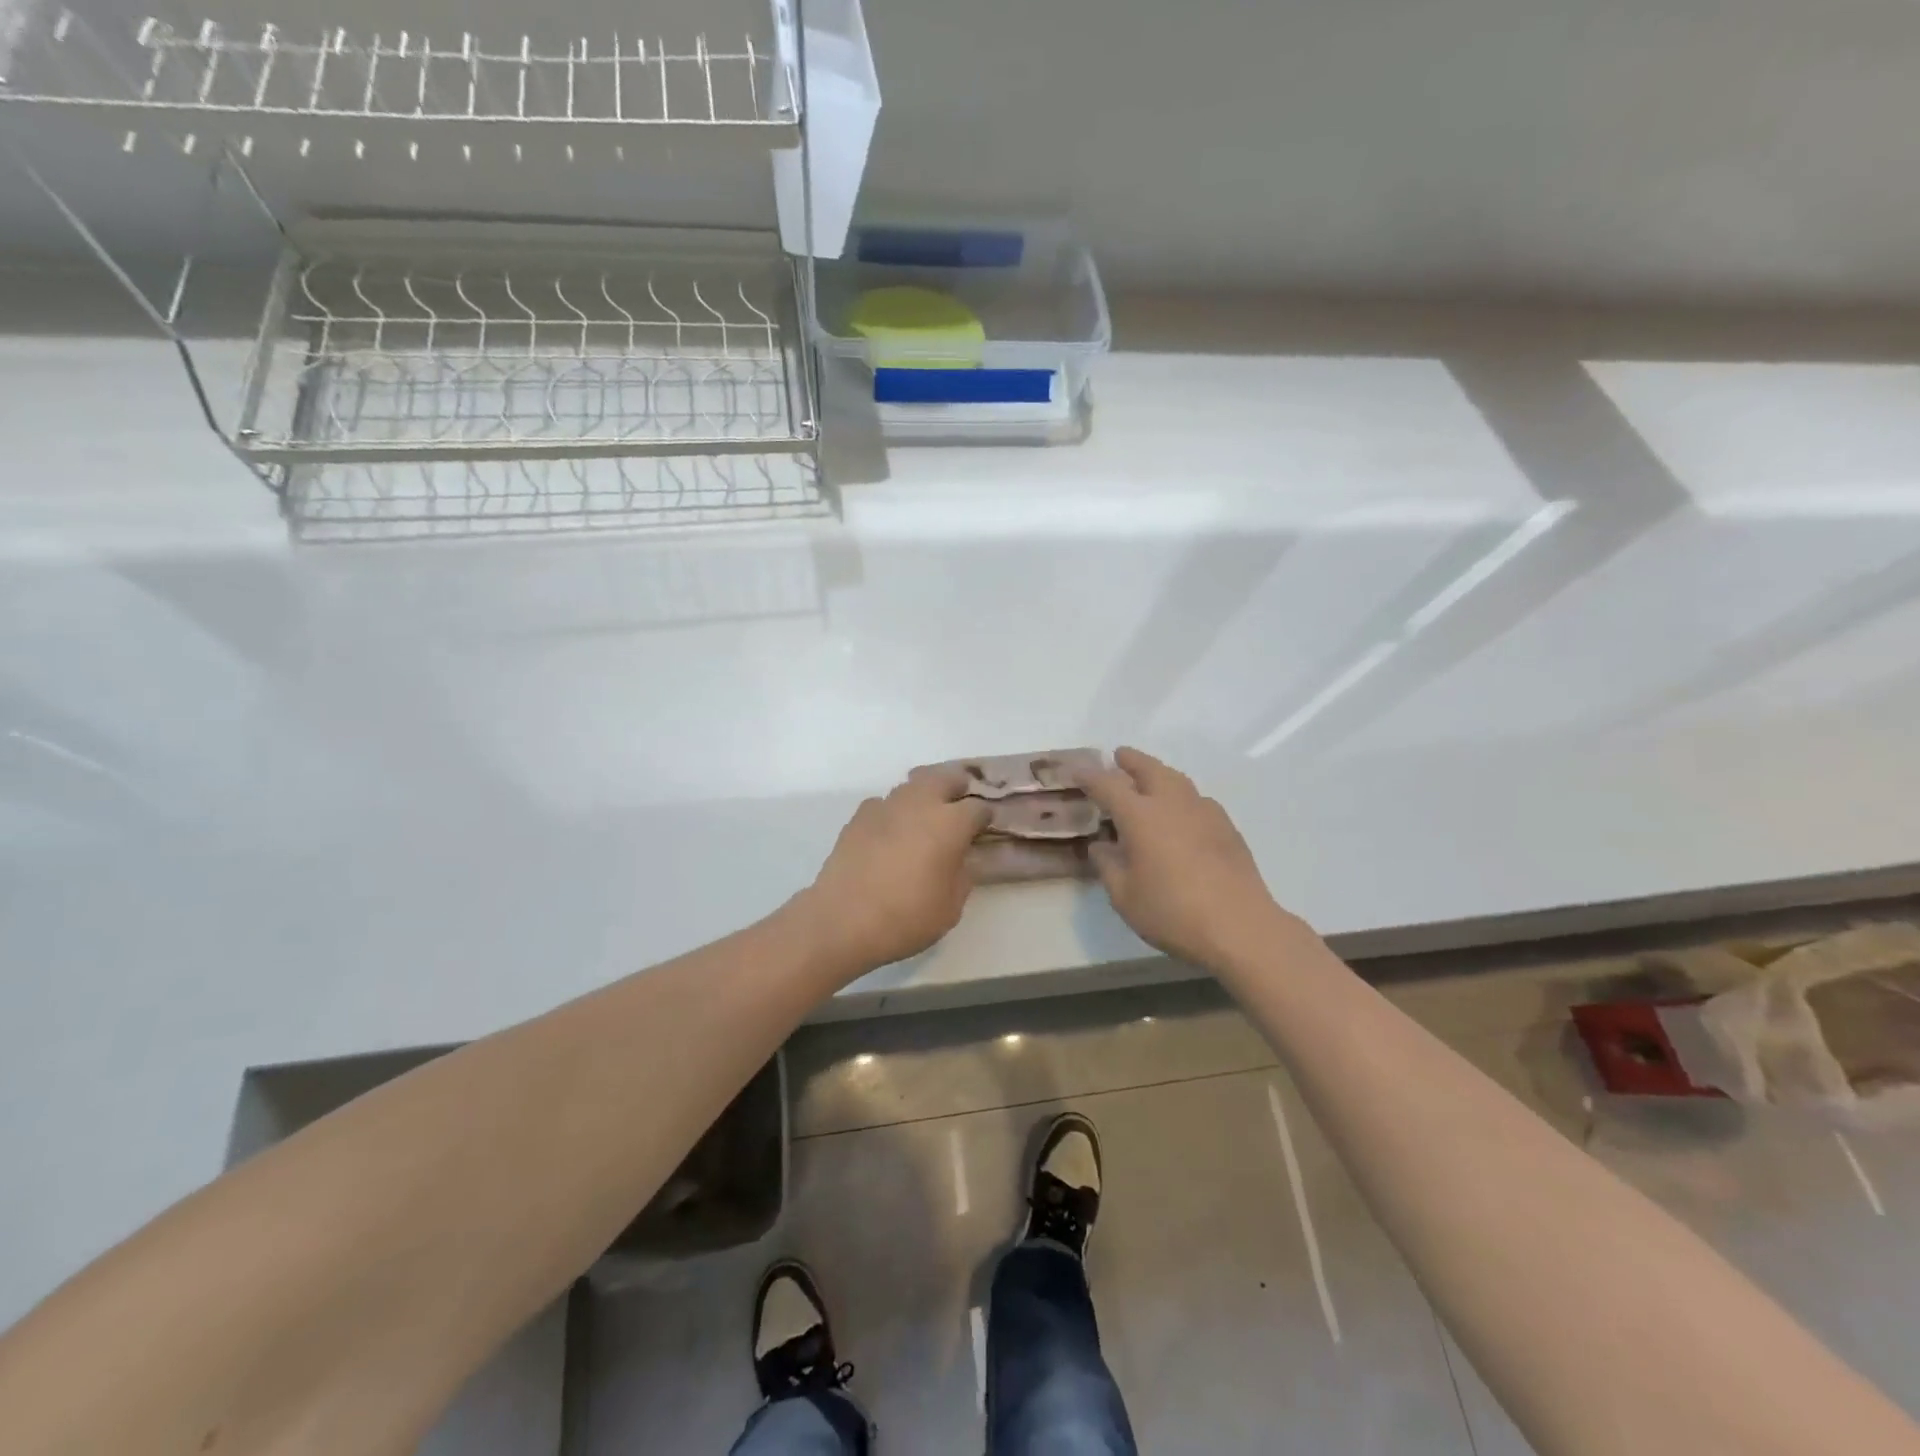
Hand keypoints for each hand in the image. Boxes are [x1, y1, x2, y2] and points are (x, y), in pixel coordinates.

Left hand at [798, 769, 990, 975]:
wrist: (842, 920)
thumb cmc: (906, 917)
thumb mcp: (951, 907)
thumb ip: (961, 876)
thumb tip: (959, 859)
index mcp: (950, 823)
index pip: (978, 808)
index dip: (985, 817)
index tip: (985, 828)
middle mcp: (920, 804)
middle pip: (944, 777)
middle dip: (956, 785)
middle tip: (959, 801)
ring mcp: (886, 806)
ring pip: (911, 786)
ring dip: (923, 795)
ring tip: (925, 816)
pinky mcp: (859, 817)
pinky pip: (884, 804)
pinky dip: (894, 812)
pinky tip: (891, 831)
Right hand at [1076, 747, 1296, 969]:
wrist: (1240, 926)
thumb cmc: (1172, 912)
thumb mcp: (1124, 896)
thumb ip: (1108, 866)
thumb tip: (1101, 846)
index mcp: (1140, 816)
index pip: (1108, 785)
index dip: (1090, 776)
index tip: (1078, 771)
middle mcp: (1172, 803)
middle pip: (1149, 769)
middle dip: (1131, 760)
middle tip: (1119, 757)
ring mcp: (1204, 812)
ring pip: (1177, 780)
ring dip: (1159, 773)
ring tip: (1150, 780)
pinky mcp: (1227, 827)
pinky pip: (1198, 799)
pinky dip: (1182, 797)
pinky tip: (1182, 814)